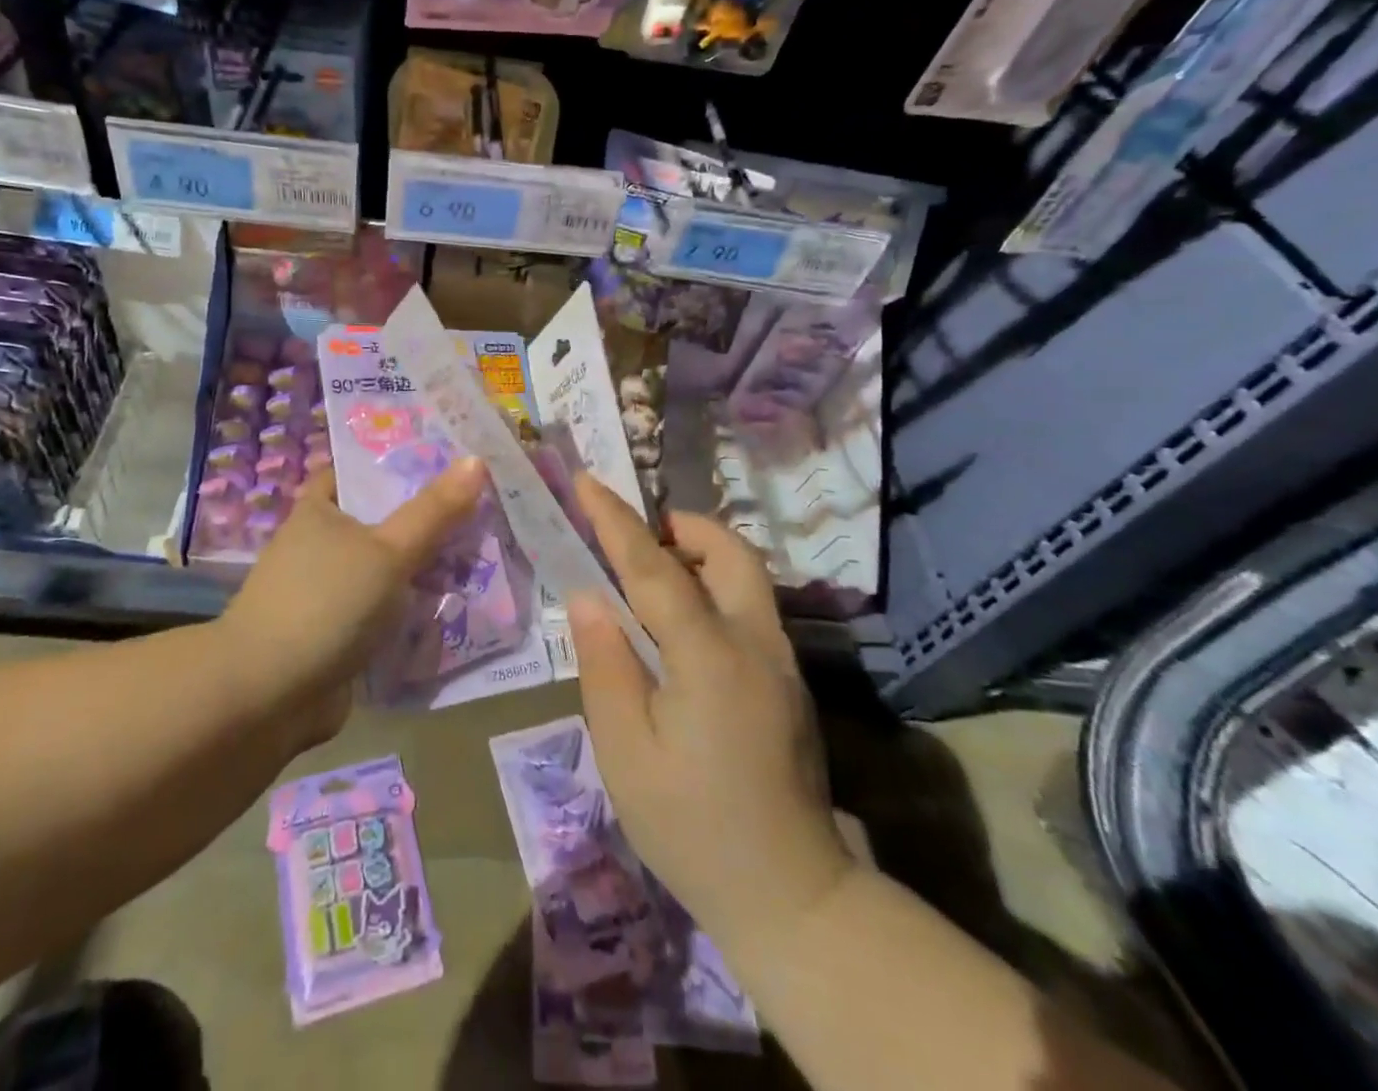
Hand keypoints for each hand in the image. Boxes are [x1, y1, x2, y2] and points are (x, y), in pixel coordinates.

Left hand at [221, 458, 485, 744]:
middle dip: (425, 522)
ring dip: (422, 571)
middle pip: (381, 522)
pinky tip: (453, 609)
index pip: (358, 471)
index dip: (398, 463)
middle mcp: (319, 545)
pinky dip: (411, 612)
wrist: (268, 696)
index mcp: (319, 510)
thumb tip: (476, 459)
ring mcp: (326, 592)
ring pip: (385, 570)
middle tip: (480, 510)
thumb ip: (433, 511)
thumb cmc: (325, 603)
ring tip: (480, 558)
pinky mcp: (336, 634)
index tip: (446, 460)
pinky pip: (383, 613)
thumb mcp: (388, 551)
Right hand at [567, 477, 852, 946]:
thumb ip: (606, 665)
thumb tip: (590, 597)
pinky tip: (682, 630)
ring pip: (747, 576)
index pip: (654, 568)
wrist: (791, 896)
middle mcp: (755, 642)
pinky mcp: (790, 682)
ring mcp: (782, 661)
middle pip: (729, 552)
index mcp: (708, 656)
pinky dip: (715, 588)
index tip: (586, 481)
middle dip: (681, 527)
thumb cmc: (692, 826)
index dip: (615, 521)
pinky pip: (751, 607)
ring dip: (701, 556)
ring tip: (654, 580)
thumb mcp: (626, 753)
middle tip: (637, 538)